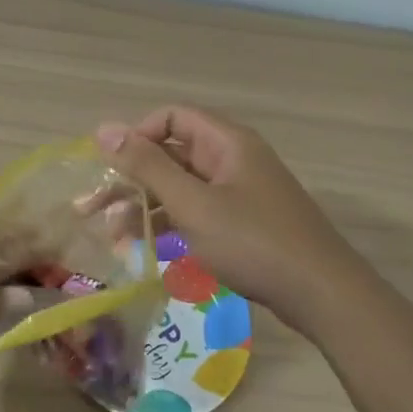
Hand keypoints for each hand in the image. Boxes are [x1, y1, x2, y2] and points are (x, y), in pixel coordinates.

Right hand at [96, 105, 362, 332]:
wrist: (320, 293)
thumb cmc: (252, 242)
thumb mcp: (193, 203)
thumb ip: (147, 166)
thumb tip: (104, 129)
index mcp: (226, 142)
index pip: (171, 118)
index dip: (136, 135)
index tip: (109, 166)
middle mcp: (233, 159)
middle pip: (173, 153)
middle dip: (132, 177)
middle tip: (92, 206)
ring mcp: (240, 192)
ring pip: (182, 186)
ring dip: (146, 205)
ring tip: (112, 234)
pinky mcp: (243, 222)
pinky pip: (198, 211)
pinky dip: (170, 224)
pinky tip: (144, 247)